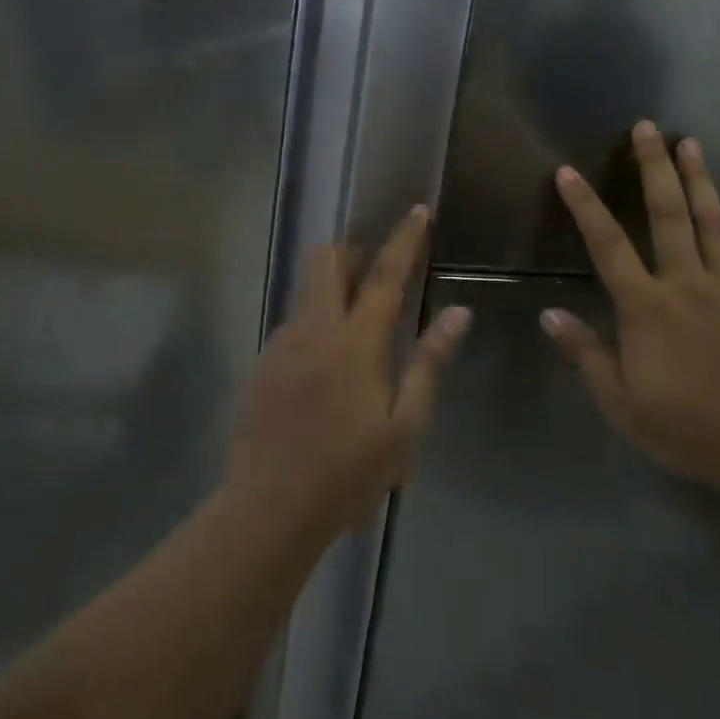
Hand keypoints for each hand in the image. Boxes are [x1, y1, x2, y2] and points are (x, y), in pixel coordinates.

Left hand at [229, 207, 471, 532]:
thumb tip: (459, 313)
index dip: (404, 239)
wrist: (269, 508)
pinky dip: (312, 329)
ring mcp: (280, 345)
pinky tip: (321, 378)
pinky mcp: (260, 366)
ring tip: (352, 341)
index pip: (385, 275)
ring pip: (305, 294)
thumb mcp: (405, 424)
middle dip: (350, 254)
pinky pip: (291, 327)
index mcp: (356, 341)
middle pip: (324, 261)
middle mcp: (313, 329)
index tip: (417, 210)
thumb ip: (430, 362)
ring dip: (330, 294)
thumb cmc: (350, 471)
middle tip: (373, 279)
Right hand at [538, 120, 719, 494]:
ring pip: (712, 223)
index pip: (608, 246)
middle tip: (647, 127)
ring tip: (690, 144)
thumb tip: (548, 314)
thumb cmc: (691, 429)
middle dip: (654, 167)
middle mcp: (687, 284)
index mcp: (646, 308)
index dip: (585, 207)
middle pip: (668, 214)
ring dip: (699, 180)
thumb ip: (586, 355)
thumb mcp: (623, 404)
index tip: (569, 172)